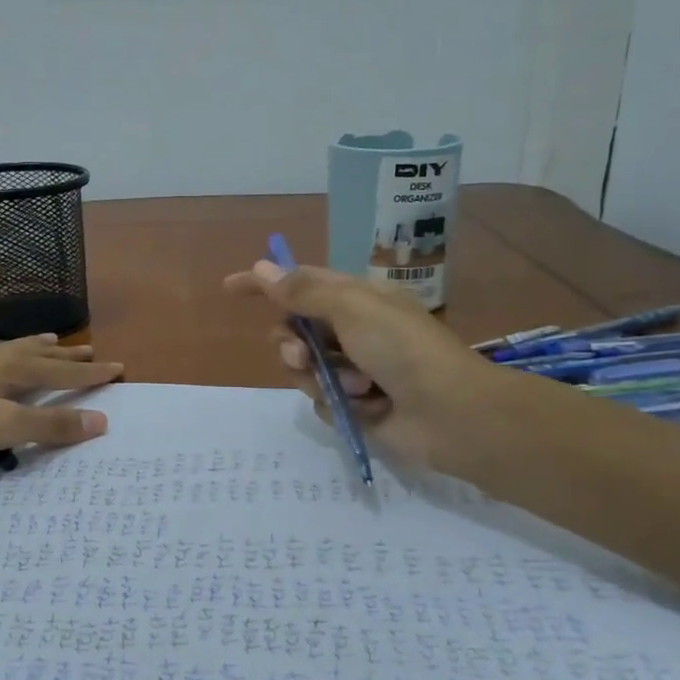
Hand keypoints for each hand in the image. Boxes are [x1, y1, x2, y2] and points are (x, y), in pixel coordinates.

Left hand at [0, 334, 122, 459]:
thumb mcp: (2, 427)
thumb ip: (49, 425)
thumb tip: (101, 421)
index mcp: (12, 367)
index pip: (62, 370)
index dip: (91, 372)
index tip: (119, 367)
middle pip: (40, 352)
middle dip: (68, 354)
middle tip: (91, 348)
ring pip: (13, 347)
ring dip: (38, 346)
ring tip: (52, 340)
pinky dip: (7, 350)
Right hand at [223, 260, 488, 469]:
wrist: (450, 413)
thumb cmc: (402, 348)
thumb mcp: (350, 307)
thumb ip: (302, 290)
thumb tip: (263, 267)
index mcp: (356, 299)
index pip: (299, 283)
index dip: (264, 284)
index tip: (229, 288)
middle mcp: (352, 331)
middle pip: (294, 332)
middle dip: (291, 345)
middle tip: (303, 356)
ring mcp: (355, 370)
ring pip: (304, 370)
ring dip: (320, 377)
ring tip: (354, 387)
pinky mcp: (358, 406)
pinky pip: (323, 402)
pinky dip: (340, 404)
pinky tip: (366, 408)